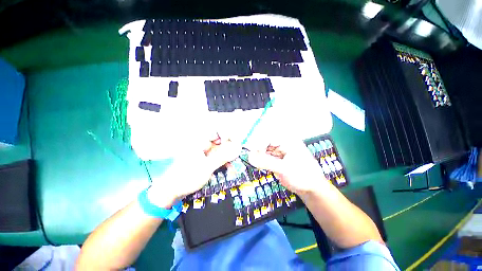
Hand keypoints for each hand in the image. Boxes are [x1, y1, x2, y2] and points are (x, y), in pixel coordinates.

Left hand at [148, 137, 240, 207]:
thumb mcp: (206, 167)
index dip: (228, 134)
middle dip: (231, 149)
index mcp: (201, 141)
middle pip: (222, 141)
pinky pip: (218, 158)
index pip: (217, 130)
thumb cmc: (186, 176)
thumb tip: (237, 149)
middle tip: (236, 157)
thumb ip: (222, 157)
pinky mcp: (207, 160)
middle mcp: (204, 144)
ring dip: (228, 158)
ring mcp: (205, 153)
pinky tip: (228, 170)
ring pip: (222, 151)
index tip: (235, 143)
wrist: (172, 190)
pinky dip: (224, 163)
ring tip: (232, 168)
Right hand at [248, 140, 325, 195]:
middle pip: (265, 143)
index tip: (251, 153)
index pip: (269, 138)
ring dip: (258, 156)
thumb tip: (249, 157)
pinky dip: (262, 161)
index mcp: (288, 141)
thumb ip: (266, 162)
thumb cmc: (303, 176)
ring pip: (265, 150)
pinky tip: (258, 164)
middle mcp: (283, 144)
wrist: (312, 189)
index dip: (258, 144)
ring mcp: (280, 152)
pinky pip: (267, 157)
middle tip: (250, 158)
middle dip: (257, 150)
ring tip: (253, 162)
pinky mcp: (278, 159)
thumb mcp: (284, 169)